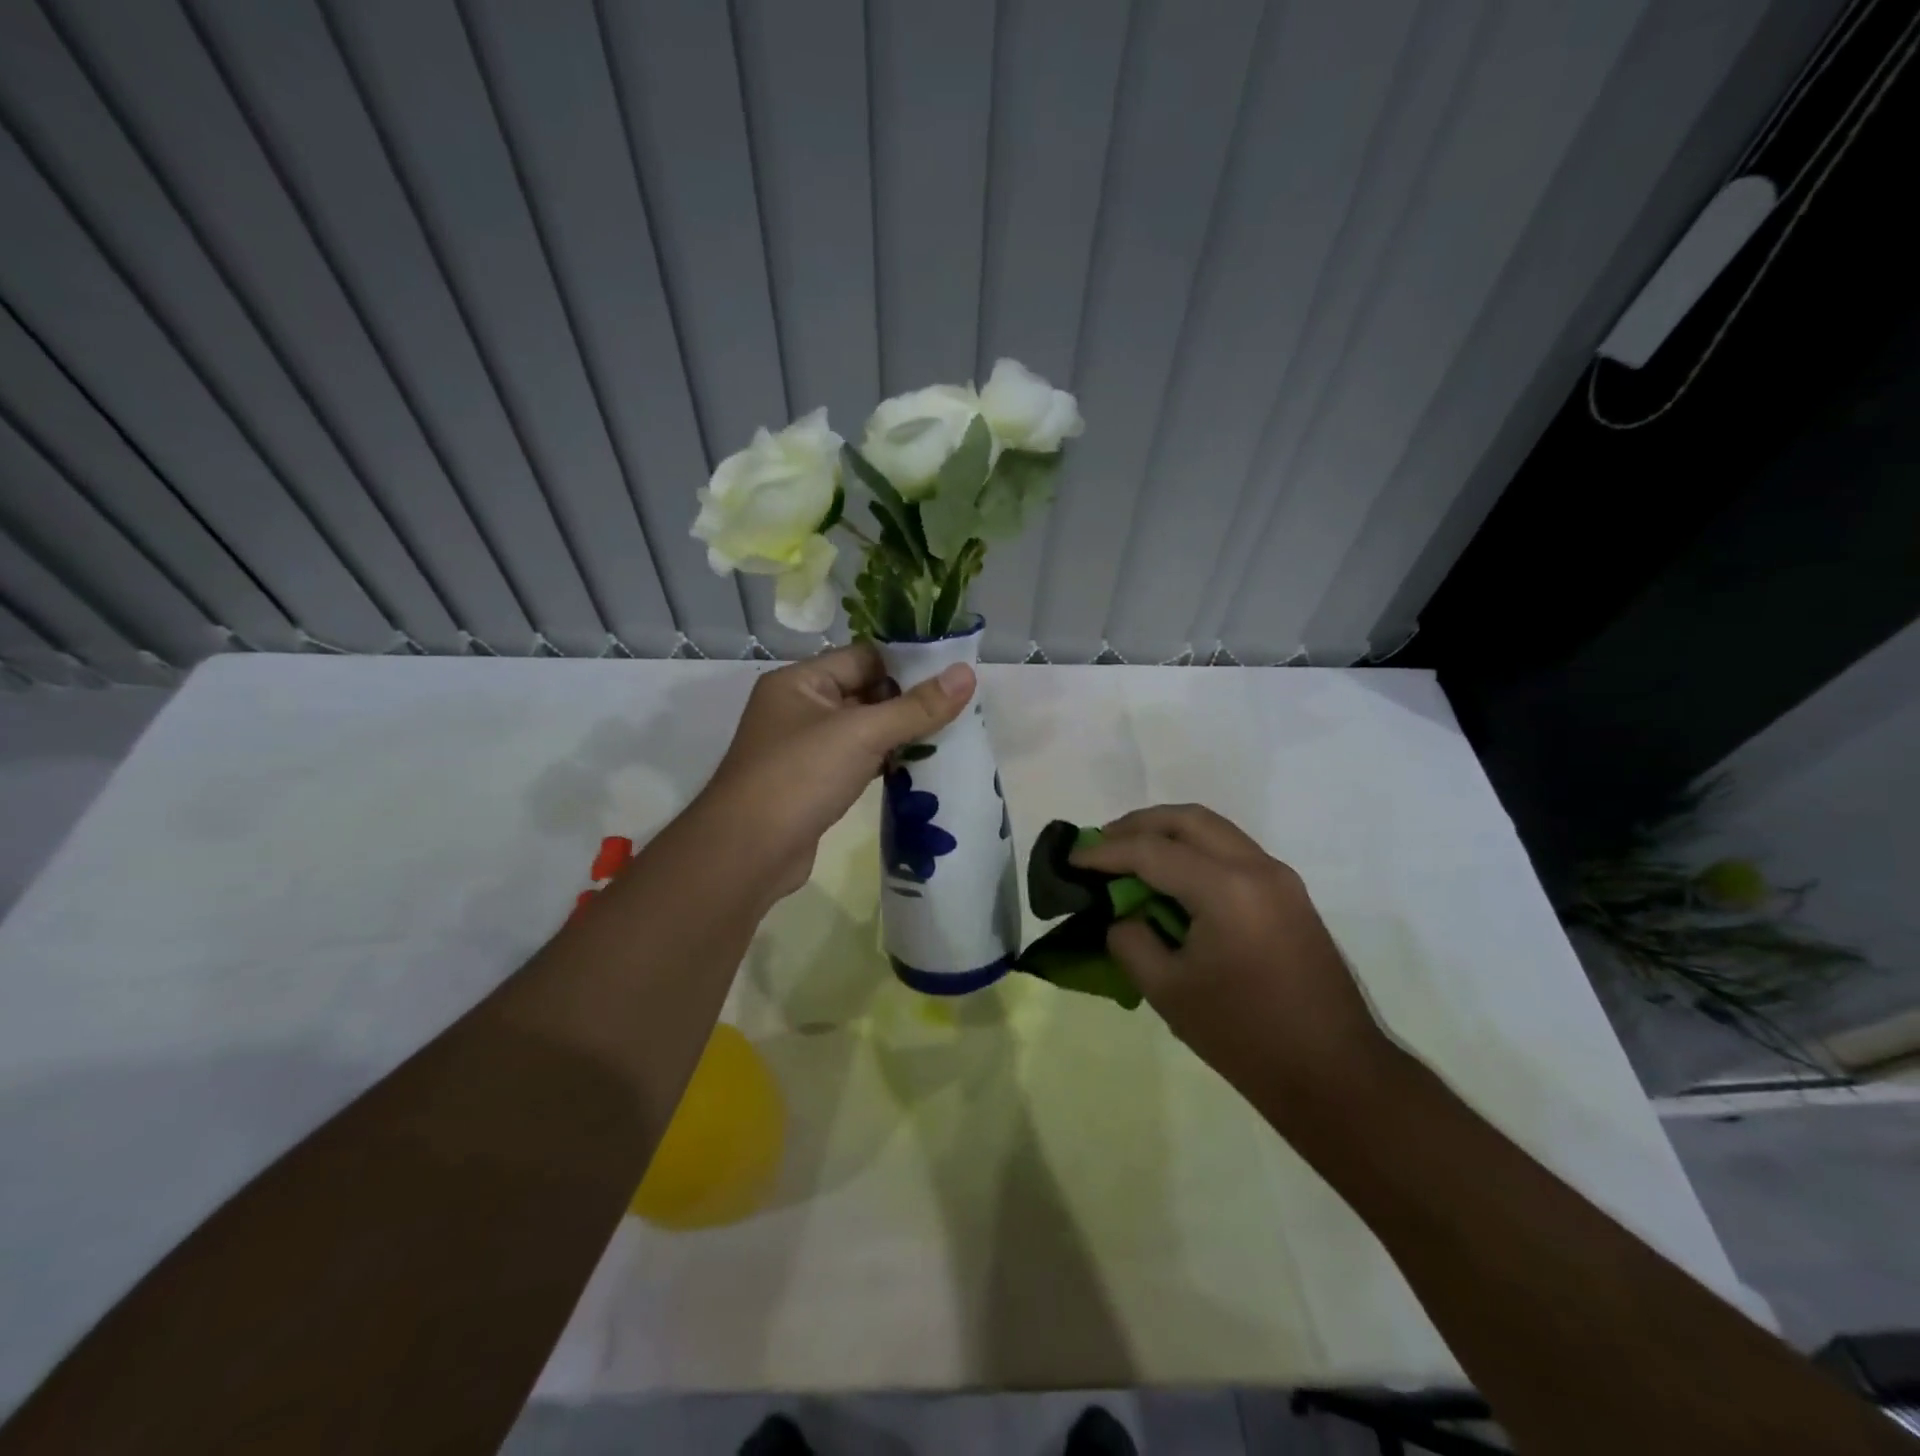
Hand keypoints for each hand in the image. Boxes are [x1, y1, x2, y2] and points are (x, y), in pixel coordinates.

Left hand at [695, 644, 974, 899]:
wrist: (747, 853)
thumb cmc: (799, 777)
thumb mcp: (861, 734)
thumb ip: (916, 706)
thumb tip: (967, 674)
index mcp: (800, 682)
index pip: (863, 656)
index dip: (908, 662)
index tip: (953, 672)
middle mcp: (799, 707)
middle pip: (865, 691)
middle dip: (909, 700)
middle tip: (959, 707)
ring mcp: (805, 747)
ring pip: (863, 729)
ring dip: (900, 733)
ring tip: (949, 734)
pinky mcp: (813, 782)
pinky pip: (857, 759)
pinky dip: (885, 760)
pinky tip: (919, 766)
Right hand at [1071, 805, 1396, 1133]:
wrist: (1336, 1076)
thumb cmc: (1245, 1037)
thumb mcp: (1168, 992)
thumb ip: (1132, 941)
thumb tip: (1123, 916)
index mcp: (1226, 889)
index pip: (1151, 851)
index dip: (1105, 852)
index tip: (1072, 858)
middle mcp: (1257, 868)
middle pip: (1187, 820)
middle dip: (1138, 825)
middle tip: (1101, 844)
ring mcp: (1280, 878)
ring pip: (1214, 830)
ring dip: (1169, 834)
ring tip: (1131, 857)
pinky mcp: (1289, 896)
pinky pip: (1232, 852)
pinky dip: (1195, 852)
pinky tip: (1172, 881)